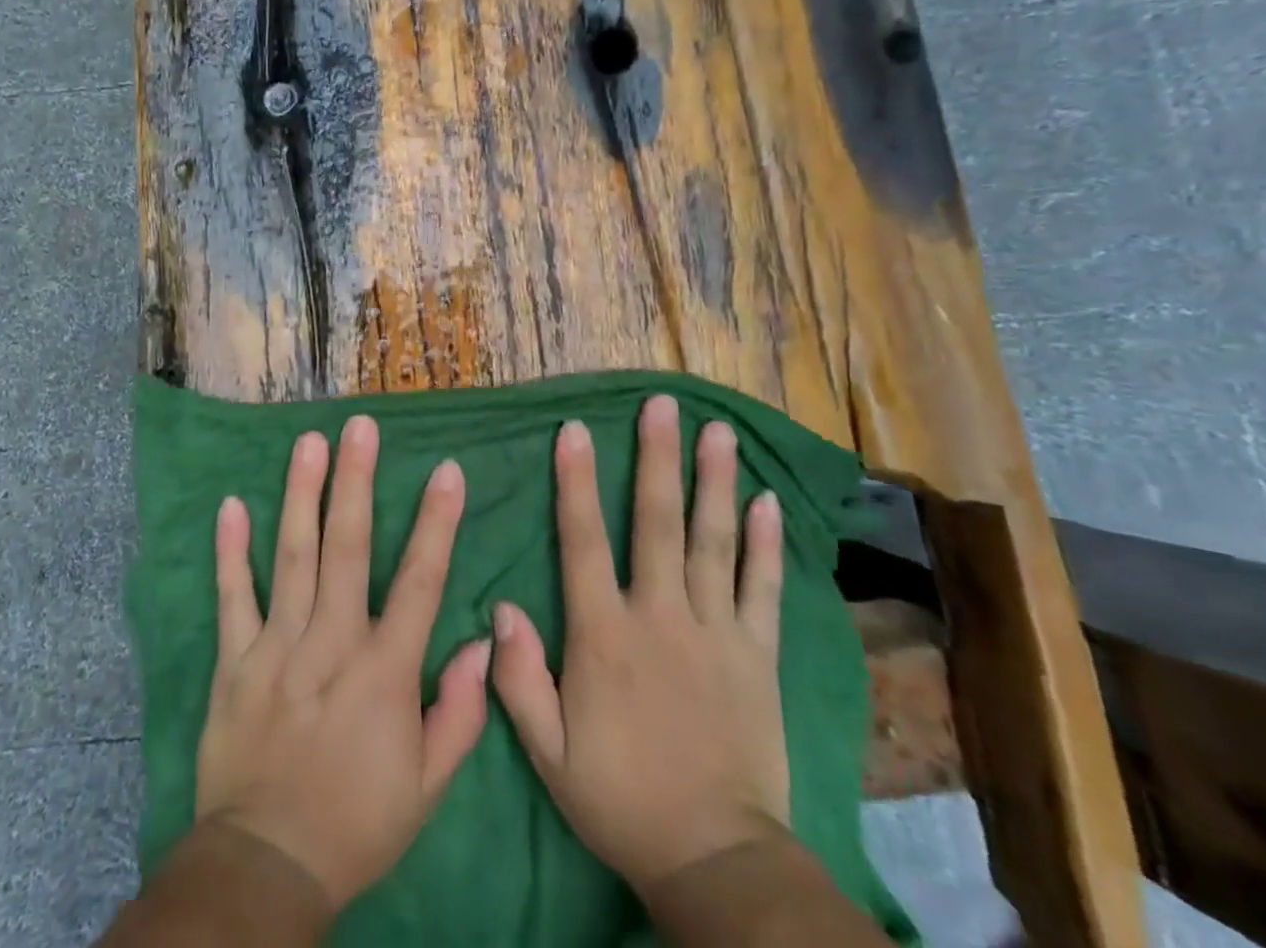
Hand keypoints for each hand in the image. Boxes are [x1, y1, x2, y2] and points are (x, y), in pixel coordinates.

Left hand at [193, 417, 493, 911]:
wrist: (267, 868)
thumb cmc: (358, 821)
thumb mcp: (428, 785)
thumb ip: (461, 711)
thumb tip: (485, 641)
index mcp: (384, 672)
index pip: (418, 582)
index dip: (436, 524)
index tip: (447, 471)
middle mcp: (331, 644)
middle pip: (346, 550)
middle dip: (355, 483)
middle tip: (360, 426)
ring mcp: (278, 648)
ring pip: (291, 558)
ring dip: (301, 496)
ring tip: (308, 443)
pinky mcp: (235, 661)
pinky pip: (233, 598)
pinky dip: (230, 552)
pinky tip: (231, 504)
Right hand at [491, 395, 790, 892]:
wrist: (714, 860)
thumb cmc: (619, 798)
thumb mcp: (548, 750)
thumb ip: (518, 678)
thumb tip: (499, 606)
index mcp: (604, 636)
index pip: (582, 542)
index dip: (575, 483)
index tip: (575, 430)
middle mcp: (660, 617)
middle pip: (657, 523)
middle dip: (657, 458)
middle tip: (663, 405)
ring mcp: (715, 632)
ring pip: (712, 542)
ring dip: (713, 482)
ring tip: (719, 432)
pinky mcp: (756, 656)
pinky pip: (762, 590)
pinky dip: (765, 545)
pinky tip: (766, 502)